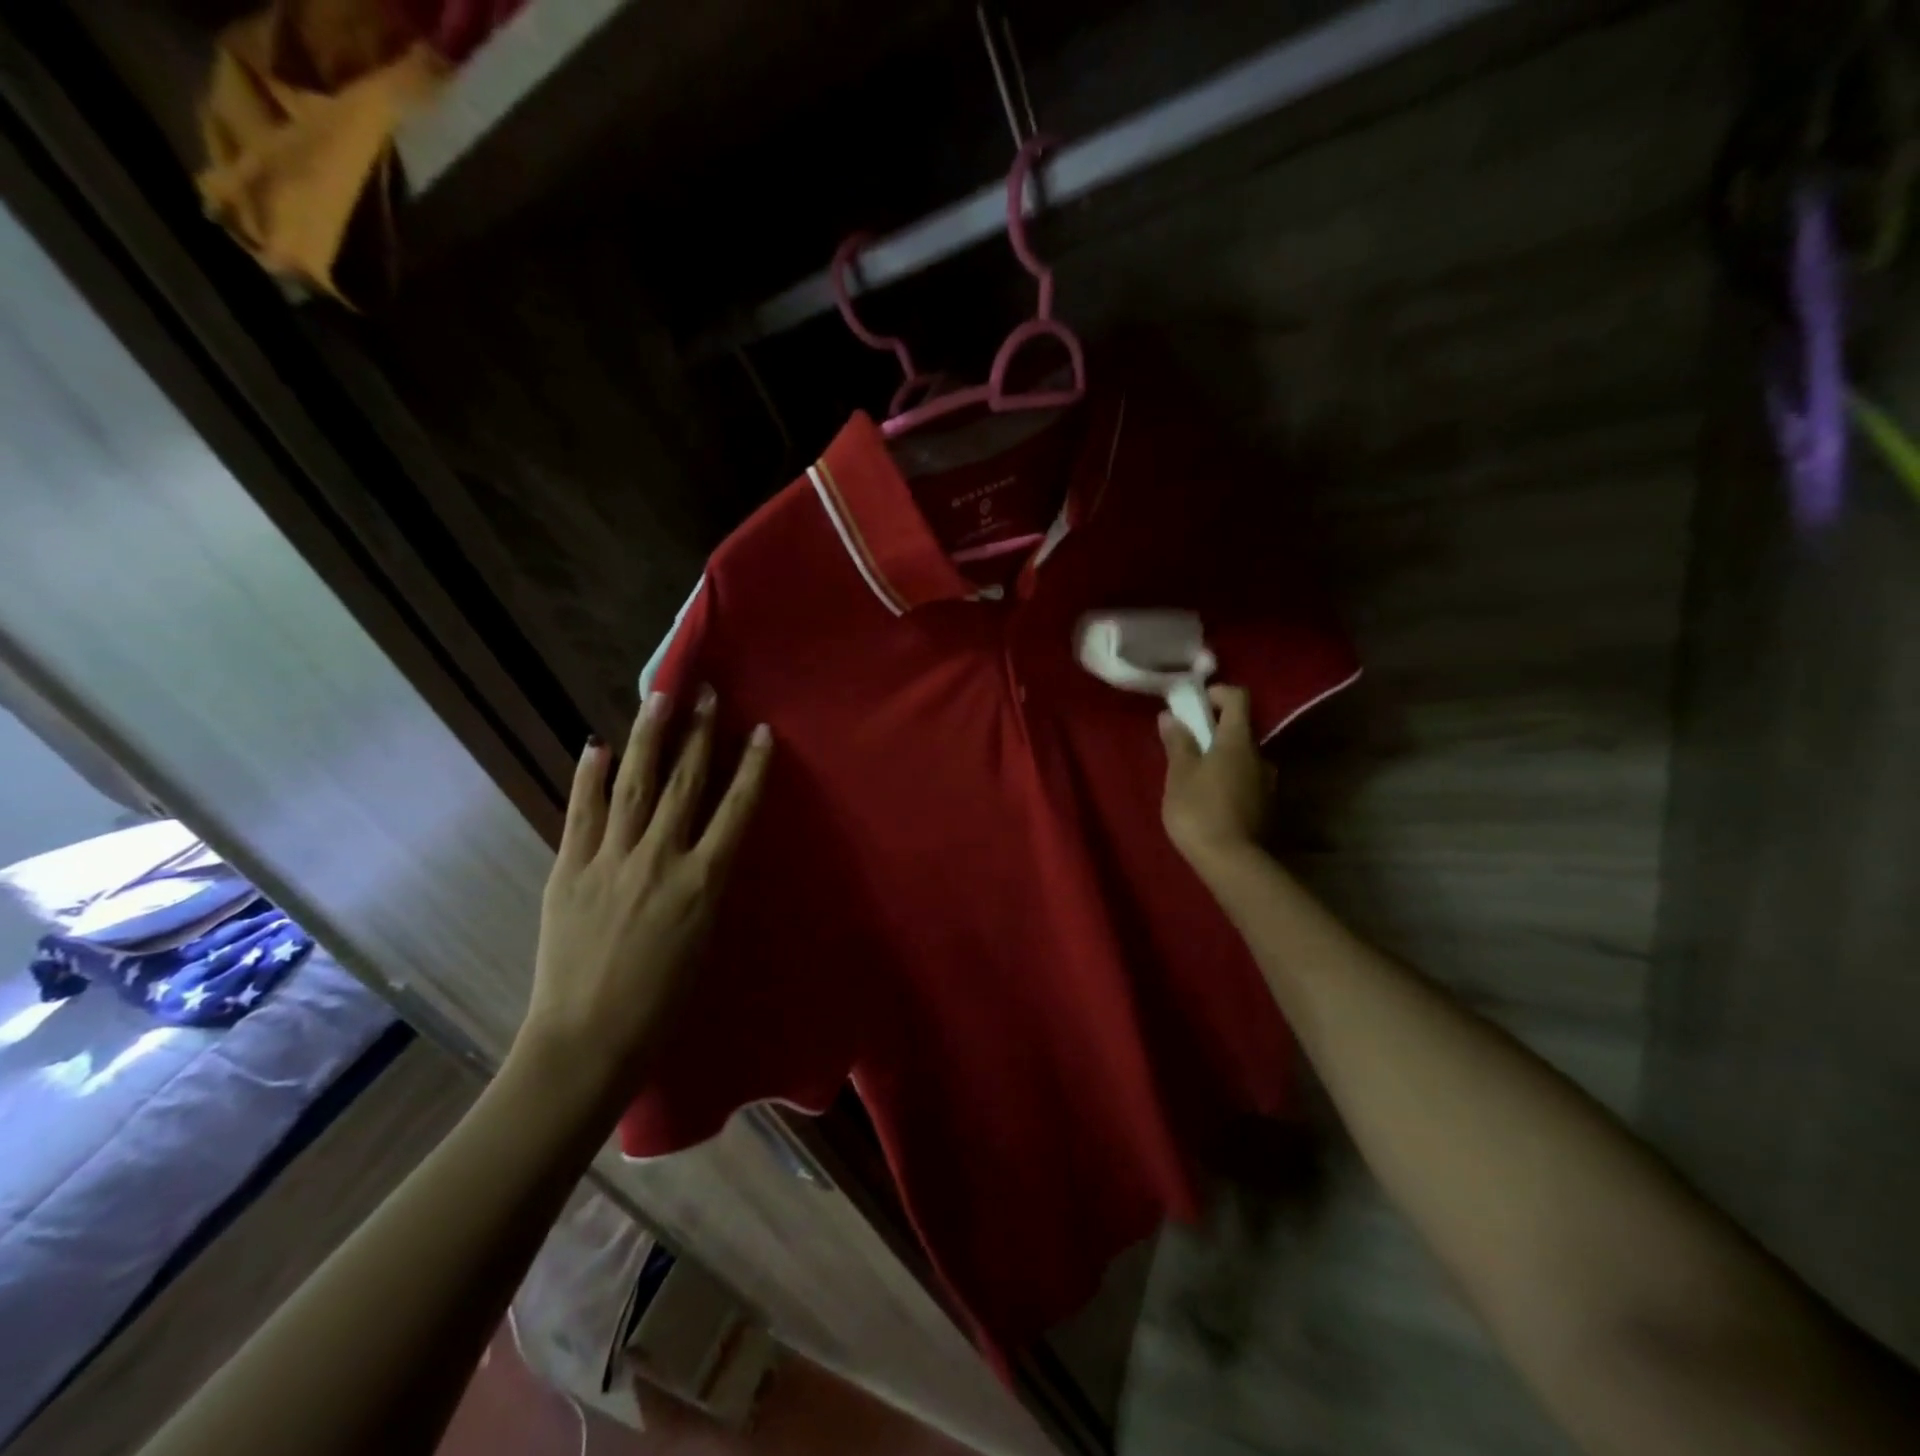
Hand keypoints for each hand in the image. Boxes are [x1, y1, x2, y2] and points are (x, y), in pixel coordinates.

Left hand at [516, 689, 771, 1104]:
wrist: (588, 1041)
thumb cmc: (664, 1002)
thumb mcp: (704, 939)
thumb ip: (705, 884)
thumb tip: (705, 845)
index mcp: (703, 882)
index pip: (736, 810)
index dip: (752, 767)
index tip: (762, 731)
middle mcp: (660, 860)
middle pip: (685, 784)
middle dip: (700, 735)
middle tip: (707, 693)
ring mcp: (610, 861)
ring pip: (634, 785)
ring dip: (649, 737)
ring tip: (659, 698)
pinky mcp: (569, 870)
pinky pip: (581, 813)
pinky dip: (589, 776)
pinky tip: (596, 745)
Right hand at [1159, 684, 1274, 874]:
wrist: (1232, 863)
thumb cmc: (1199, 811)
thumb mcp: (1179, 775)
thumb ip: (1178, 743)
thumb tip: (1170, 716)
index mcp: (1238, 741)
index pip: (1238, 698)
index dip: (1217, 693)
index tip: (1196, 703)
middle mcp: (1260, 756)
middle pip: (1240, 731)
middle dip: (1214, 732)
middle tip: (1187, 748)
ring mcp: (1268, 784)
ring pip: (1243, 759)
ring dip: (1223, 760)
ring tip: (1196, 780)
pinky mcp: (1267, 808)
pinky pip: (1247, 783)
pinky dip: (1230, 782)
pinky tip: (1211, 803)